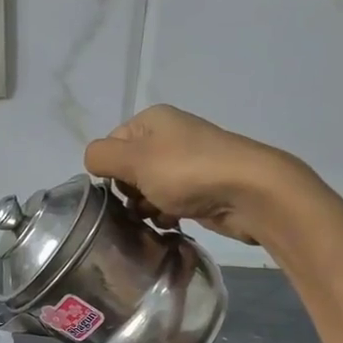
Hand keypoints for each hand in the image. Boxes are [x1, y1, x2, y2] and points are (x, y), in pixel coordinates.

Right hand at [84, 104, 298, 244]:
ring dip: (146, 206)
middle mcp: (169, 136)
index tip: (120, 188)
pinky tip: (172, 222)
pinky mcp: (201, 187)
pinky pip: (170, 201)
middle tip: (140, 204)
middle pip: (128, 169)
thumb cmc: (186, 171)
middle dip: (128, 191)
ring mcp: (187, 162)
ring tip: (157, 216)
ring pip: (148, 189)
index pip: (110, 145)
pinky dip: (166, 213)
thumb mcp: (134, 160)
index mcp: (152, 121)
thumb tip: (93, 162)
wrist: (249, 191)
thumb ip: (101, 157)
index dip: (109, 170)